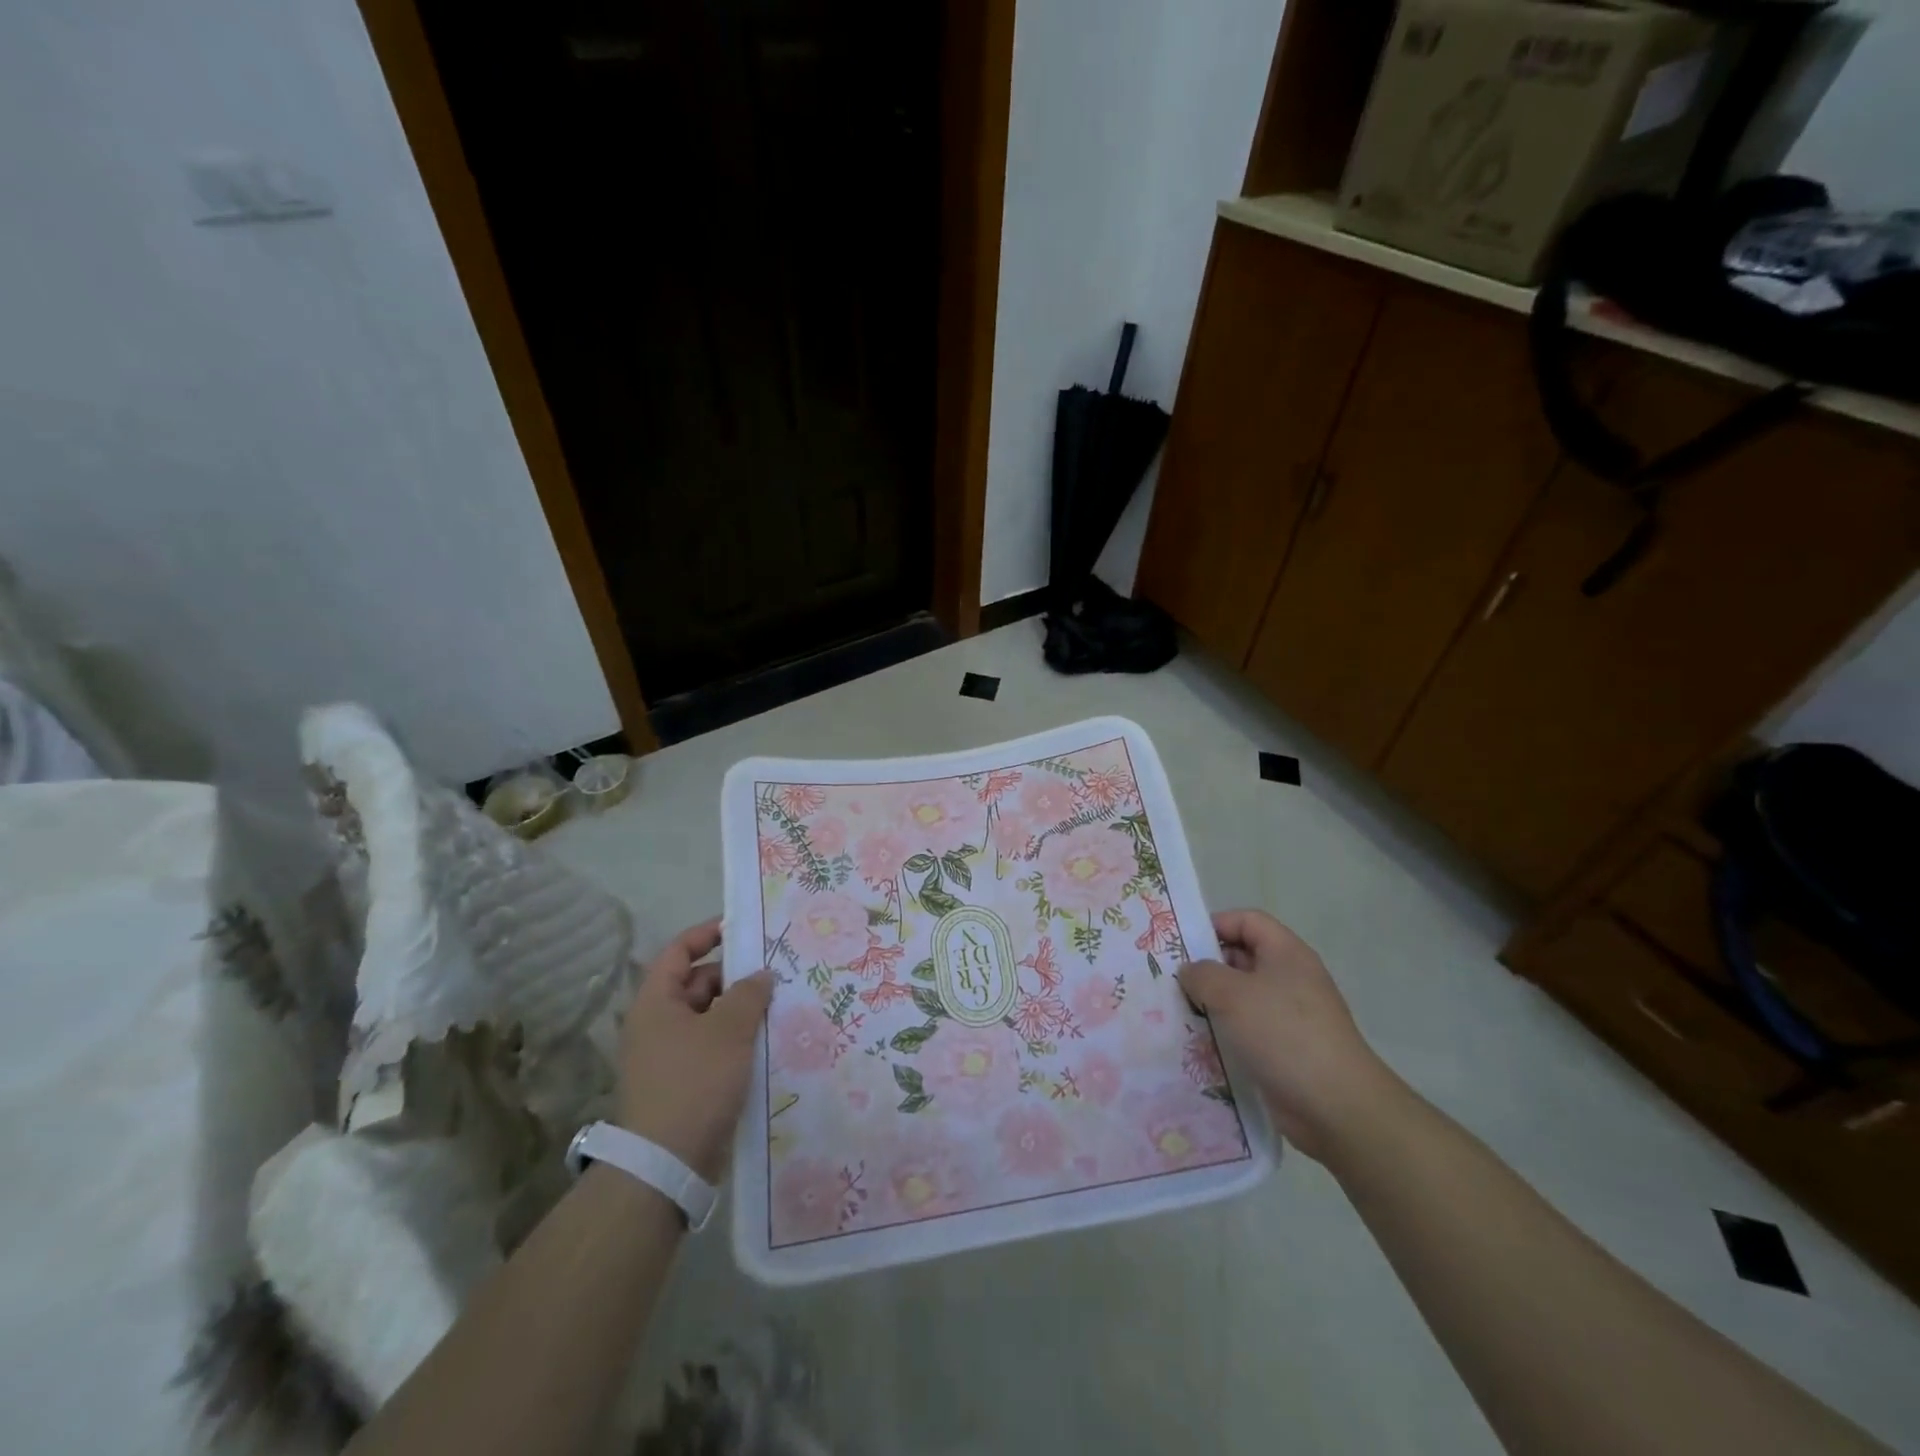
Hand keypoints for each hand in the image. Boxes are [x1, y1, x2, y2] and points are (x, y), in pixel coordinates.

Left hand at [617, 919, 773, 1181]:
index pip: (678, 951)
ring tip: (778, 1008)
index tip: (742, 929)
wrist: (665, 1164)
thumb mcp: (729, 1030)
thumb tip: (761, 975)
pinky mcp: (681, 1084)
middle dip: (735, 977)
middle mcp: (656, 1024)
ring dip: (739, 1012)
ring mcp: (667, 1056)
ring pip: (708, 1018)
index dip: (707, 934)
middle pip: (697, 984)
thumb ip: (749, 994)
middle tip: (775, 974)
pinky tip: (765, 1044)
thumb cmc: (694, 1082)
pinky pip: (711, 1048)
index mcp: (656, 1002)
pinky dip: (735, 1041)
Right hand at [1179, 909, 1402, 1161]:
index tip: (1181, 945)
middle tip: (1172, 981)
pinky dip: (1226, 1033)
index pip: (1247, 921)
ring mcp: (1291, 1016)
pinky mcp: (1287, 1049)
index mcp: (1286, 953)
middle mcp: (1291, 978)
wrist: (1336, 1106)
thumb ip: (1202, 974)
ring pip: (1242, 997)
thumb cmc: (1283, 1034)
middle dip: (1207, 967)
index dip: (1215, 925)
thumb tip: (1191, 972)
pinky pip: (1249, 1030)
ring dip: (1212, 1004)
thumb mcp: (1231, 993)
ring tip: (1179, 1013)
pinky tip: (1200, 1044)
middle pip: (1242, 958)